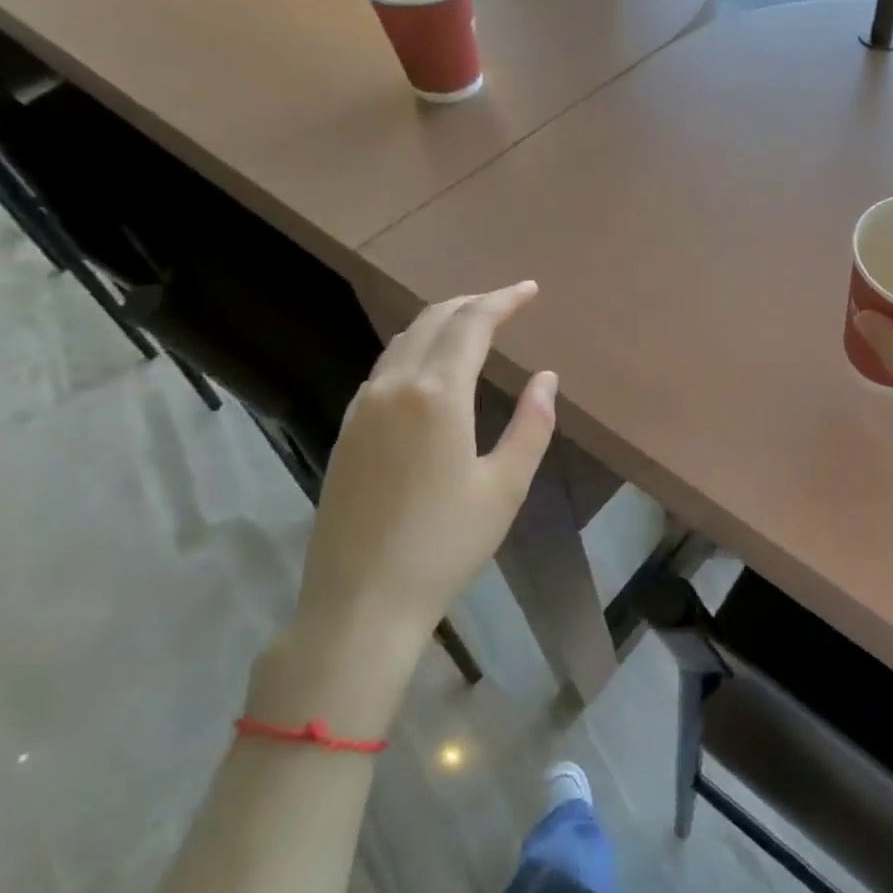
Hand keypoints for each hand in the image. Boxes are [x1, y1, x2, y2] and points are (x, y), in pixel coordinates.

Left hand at [272, 283, 555, 717]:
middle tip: (506, 302)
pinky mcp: (347, 432)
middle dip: (471, 304)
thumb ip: (532, 424)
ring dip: (441, 323)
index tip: (530, 290)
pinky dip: (416, 350)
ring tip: (473, 326)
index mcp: (437, 395)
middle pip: (432, 322)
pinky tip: (432, 369)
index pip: (471, 325)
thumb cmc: (446, 544)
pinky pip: (385, 369)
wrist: (360, 601)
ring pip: (402, 342)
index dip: (503, 301)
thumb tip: (545, 377)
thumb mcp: (505, 486)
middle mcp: (393, 388)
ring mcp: (362, 409)